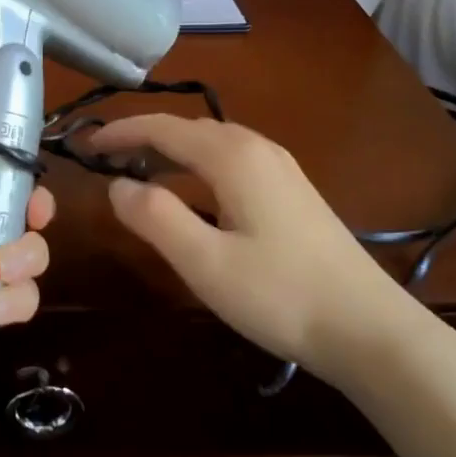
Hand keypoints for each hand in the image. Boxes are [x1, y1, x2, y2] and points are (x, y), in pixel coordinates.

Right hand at [92, 115, 403, 375]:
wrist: (368, 327)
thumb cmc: (279, 295)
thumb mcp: (204, 262)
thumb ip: (155, 217)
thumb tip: (118, 185)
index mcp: (233, 157)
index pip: (163, 128)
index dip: (122, 132)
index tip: (87, 146)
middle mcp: (258, 148)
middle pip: (189, 129)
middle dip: (144, 138)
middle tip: (106, 160)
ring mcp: (281, 168)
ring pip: (213, 143)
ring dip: (172, 151)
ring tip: (140, 173)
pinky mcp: (293, 190)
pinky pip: (233, 160)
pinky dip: (198, 165)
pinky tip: (194, 193)